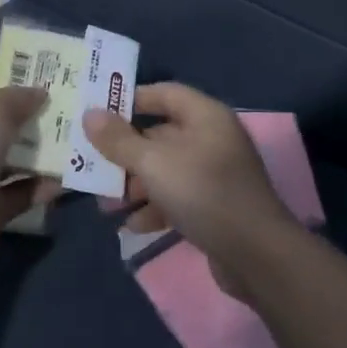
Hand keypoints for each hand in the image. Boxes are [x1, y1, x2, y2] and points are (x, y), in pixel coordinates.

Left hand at [0, 75, 56, 288]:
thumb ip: (19, 96)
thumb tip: (40, 93)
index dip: (11, 79)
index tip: (48, 80)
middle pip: (4, 120)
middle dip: (36, 114)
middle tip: (75, 108)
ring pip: (17, 156)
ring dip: (46, 150)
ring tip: (81, 139)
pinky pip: (24, 190)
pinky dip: (45, 185)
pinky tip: (72, 177)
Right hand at [81, 83, 303, 297]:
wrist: (256, 254)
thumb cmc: (203, 192)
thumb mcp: (154, 163)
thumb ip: (120, 140)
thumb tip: (90, 114)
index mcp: (205, 116)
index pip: (164, 93)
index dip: (131, 99)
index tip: (98, 114)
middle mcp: (212, 138)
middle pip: (160, 135)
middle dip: (125, 153)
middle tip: (92, 166)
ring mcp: (215, 174)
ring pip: (165, 170)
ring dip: (135, 185)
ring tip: (106, 205)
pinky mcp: (215, 206)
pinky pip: (177, 198)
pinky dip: (155, 208)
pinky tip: (133, 226)